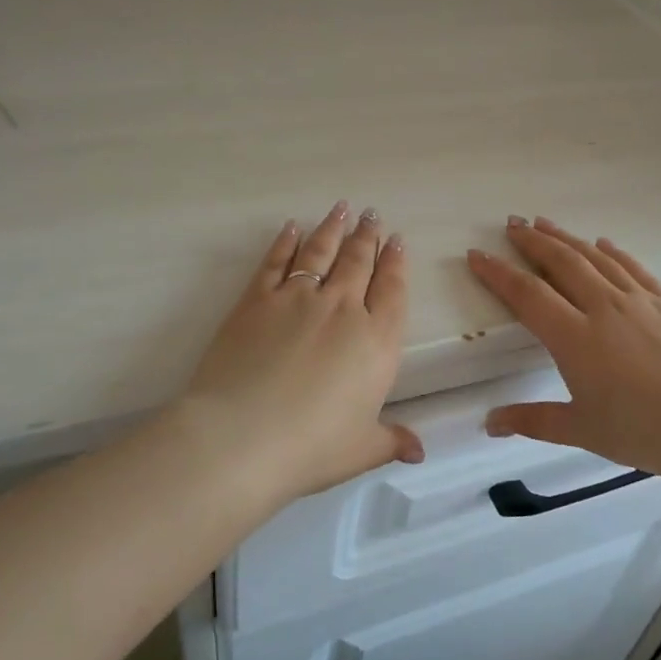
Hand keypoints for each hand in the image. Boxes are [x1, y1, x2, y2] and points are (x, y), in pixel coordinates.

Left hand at [180, 202, 422, 503]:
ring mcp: (297, 299)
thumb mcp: (361, 449)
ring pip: (321, 252)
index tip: (397, 240)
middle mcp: (342, 309)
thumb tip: (419, 451)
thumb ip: (392, 441)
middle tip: (372, 215)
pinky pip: (275, 262)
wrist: (241, 438)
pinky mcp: (256, 300)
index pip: (392, 290)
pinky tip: (291, 228)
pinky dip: (285, 242)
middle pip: (359, 262)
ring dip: (333, 228)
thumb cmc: (311, 448)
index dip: (396, 263)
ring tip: (342, 208)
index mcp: (376, 341)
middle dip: (368, 236)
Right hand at [466, 217, 660, 484]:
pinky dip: (613, 252)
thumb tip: (489, 423)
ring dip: (567, 238)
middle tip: (511, 224)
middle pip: (561, 262)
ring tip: (544, 223)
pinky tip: (602, 243)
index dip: (498, 272)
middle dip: (532, 241)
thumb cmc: (643, 432)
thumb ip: (532, 421)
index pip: (527, 294)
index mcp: (575, 338)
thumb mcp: (581, 430)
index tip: (477, 254)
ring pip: (595, 258)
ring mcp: (639, 301)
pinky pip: (634, 268)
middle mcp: (603, 308)